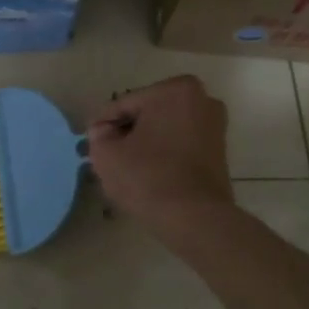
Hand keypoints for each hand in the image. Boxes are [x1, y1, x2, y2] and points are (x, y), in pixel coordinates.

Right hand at [86, 75, 237, 246]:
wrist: (195, 219)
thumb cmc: (148, 177)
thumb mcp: (107, 154)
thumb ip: (98, 136)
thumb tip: (103, 131)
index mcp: (175, 90)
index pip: (124, 104)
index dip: (103, 125)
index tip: (89, 143)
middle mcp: (201, 99)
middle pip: (147, 114)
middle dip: (126, 132)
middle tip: (106, 154)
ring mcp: (214, 126)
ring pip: (164, 130)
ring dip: (144, 144)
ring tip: (124, 166)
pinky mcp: (219, 151)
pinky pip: (180, 145)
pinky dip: (163, 155)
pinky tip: (146, 173)